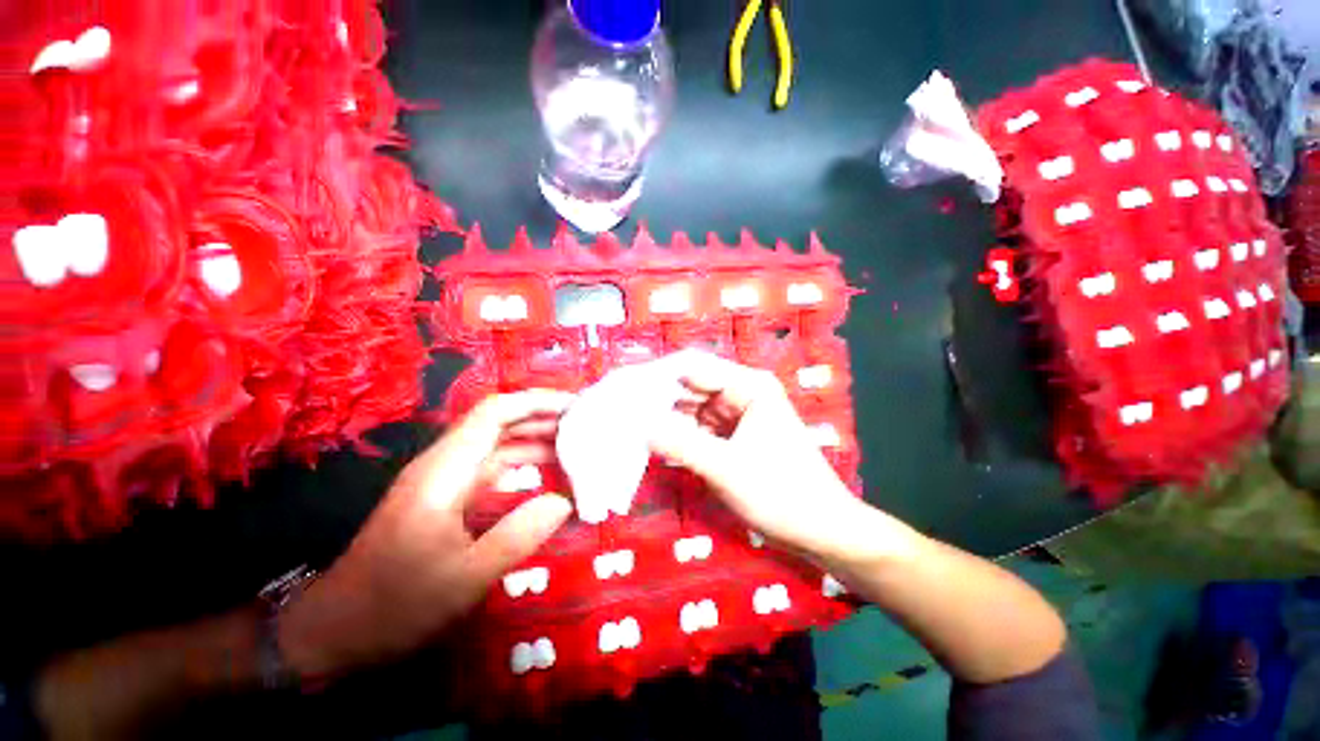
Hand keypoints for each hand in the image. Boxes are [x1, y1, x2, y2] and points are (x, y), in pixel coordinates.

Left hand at [277, 391, 575, 679]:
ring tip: (576, 443)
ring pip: (498, 442)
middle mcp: (445, 464)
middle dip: (542, 416)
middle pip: (499, 421)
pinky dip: (524, 460)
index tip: (574, 407)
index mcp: (445, 471)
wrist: (335, 629)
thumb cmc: (395, 604)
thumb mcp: (464, 577)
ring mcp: (445, 480)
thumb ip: (518, 535)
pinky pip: (493, 464)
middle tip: (586, 423)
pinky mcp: (448, 496)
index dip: (536, 402)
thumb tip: (565, 500)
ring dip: (536, 437)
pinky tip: (547, 472)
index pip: (494, 413)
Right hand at [645, 352, 890, 561]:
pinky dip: (682, 436)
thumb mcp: (726, 468)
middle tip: (622, 411)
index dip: (659, 376)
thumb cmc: (782, 494)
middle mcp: (743, 392)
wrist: (822, 530)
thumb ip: (680, 444)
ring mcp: (739, 415)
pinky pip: (701, 429)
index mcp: (748, 386)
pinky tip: (657, 443)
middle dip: (660, 400)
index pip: (694, 368)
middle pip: (692, 388)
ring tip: (631, 425)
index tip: (625, 390)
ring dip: (668, 419)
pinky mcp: (735, 436)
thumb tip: (639, 424)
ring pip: (694, 410)